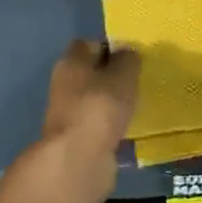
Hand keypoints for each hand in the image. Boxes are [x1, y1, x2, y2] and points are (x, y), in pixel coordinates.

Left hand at [24, 39, 140, 202]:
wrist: (79, 158)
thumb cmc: (100, 106)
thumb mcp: (123, 75)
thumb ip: (128, 60)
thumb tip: (128, 53)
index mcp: (70, 62)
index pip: (89, 44)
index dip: (110, 48)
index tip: (131, 58)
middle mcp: (64, 84)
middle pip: (91, 73)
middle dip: (113, 77)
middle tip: (137, 82)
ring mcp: (68, 113)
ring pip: (94, 99)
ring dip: (112, 103)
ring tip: (136, 106)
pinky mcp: (76, 138)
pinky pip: (97, 123)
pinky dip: (110, 125)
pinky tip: (127, 129)